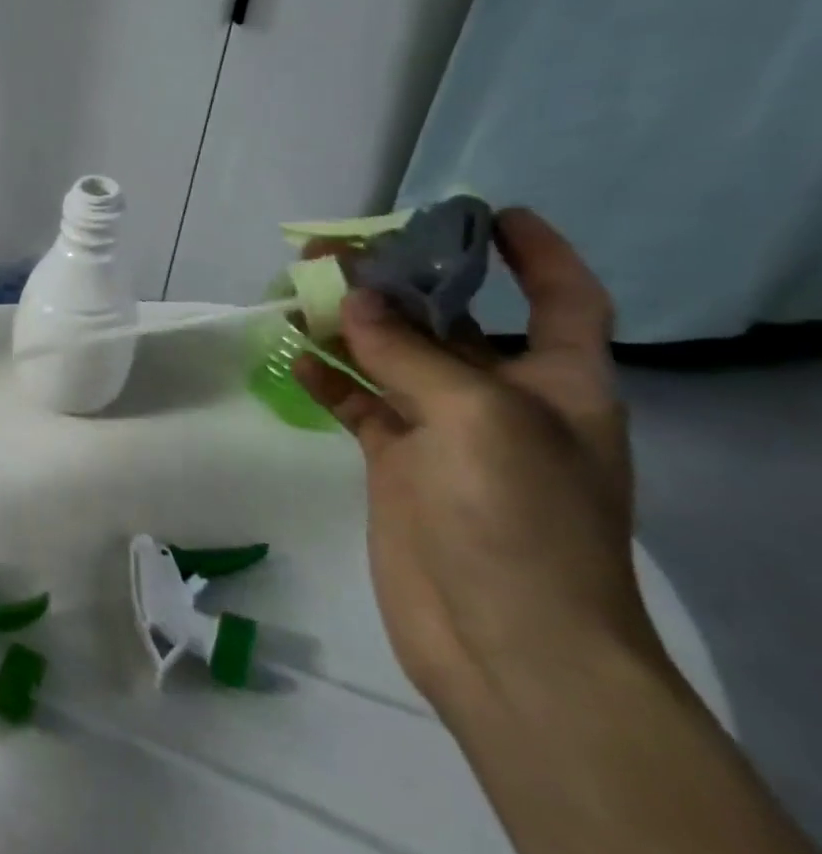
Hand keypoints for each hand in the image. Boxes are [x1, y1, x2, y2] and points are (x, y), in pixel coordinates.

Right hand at [295, 209, 665, 715]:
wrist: (505, 640)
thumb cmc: (519, 519)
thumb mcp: (477, 417)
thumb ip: (408, 352)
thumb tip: (350, 300)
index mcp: (559, 383)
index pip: (561, 300)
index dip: (535, 254)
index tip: (487, 213)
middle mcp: (503, 400)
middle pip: (454, 321)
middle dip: (406, 282)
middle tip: (344, 249)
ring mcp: (444, 433)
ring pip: (392, 359)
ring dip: (350, 326)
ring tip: (300, 291)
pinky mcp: (396, 464)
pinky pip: (358, 403)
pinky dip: (327, 378)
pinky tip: (292, 355)